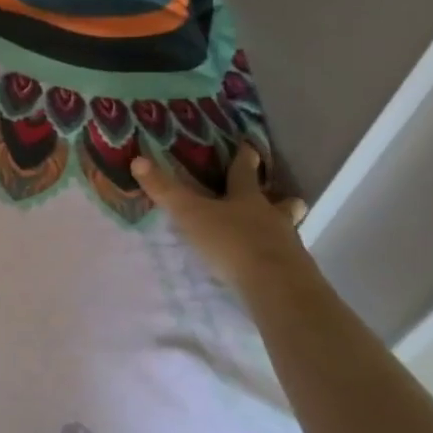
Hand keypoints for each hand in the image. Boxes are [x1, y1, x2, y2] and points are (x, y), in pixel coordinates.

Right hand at [131, 143, 317, 295]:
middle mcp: (273, 217)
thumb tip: (138, 160)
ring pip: (289, 230)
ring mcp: (288, 245)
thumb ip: (166, 191)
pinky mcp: (295, 274)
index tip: (250, 146)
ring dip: (281, 229)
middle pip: (283, 202)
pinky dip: (279, 260)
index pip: (245, 172)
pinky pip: (288, 261)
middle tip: (279, 196)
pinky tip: (267, 269)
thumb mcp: (190, 215)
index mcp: (248, 198)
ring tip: (272, 236)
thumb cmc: (231, 242)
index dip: (246, 157)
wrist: (275, 286)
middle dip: (281, 198)